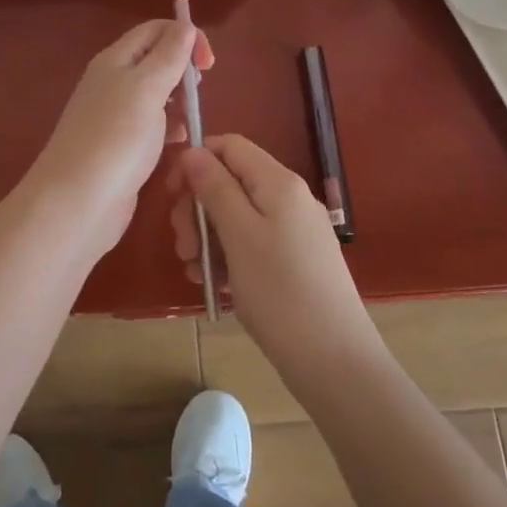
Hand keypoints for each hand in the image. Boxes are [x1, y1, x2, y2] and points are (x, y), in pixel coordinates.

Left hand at [28, 20, 214, 257]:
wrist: (78, 202)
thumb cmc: (116, 138)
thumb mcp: (147, 87)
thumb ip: (168, 55)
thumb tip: (185, 25)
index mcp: (115, 60)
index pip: (154, 30)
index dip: (185, 36)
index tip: (208, 64)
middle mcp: (112, 82)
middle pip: (155, 60)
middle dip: (183, 69)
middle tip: (199, 92)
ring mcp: (115, 116)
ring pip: (156, 95)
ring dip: (179, 100)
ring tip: (192, 118)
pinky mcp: (121, 147)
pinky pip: (152, 126)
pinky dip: (170, 128)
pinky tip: (181, 142)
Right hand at [168, 134, 376, 367]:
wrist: (334, 360)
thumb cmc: (280, 292)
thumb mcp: (239, 235)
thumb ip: (215, 188)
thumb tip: (193, 150)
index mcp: (278, 183)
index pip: (229, 146)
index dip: (196, 161)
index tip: (172, 194)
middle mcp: (288, 199)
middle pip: (229, 182)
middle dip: (197, 208)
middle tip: (183, 245)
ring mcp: (292, 231)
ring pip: (236, 216)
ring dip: (207, 238)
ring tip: (195, 271)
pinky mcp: (292, 261)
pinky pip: (250, 244)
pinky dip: (227, 257)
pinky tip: (215, 285)